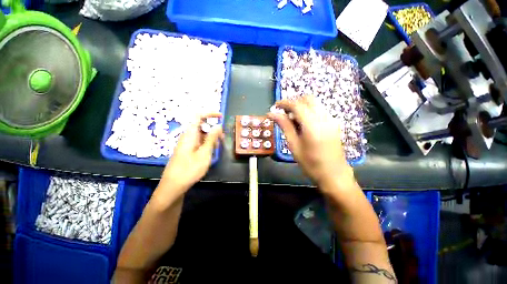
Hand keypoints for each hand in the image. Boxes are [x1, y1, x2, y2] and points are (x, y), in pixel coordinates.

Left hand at [159, 114, 223, 196]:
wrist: (173, 186)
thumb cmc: (189, 169)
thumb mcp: (204, 153)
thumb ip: (212, 138)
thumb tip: (218, 125)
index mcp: (190, 134)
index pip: (198, 116)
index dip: (210, 114)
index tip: (221, 116)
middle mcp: (187, 136)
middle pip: (201, 126)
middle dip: (213, 130)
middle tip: (222, 139)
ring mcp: (186, 144)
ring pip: (201, 135)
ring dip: (211, 138)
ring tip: (218, 148)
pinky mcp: (187, 150)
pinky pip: (198, 142)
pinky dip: (206, 144)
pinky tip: (210, 153)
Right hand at [268, 96, 352, 187]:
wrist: (334, 174)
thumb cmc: (310, 163)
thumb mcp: (294, 145)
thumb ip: (284, 126)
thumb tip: (272, 114)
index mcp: (312, 125)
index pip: (297, 105)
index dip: (284, 103)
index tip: (275, 106)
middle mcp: (324, 118)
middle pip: (308, 99)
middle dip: (294, 102)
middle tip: (284, 113)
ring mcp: (331, 119)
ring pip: (314, 103)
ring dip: (301, 106)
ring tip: (292, 119)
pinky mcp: (334, 123)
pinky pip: (319, 110)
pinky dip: (309, 111)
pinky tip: (303, 124)